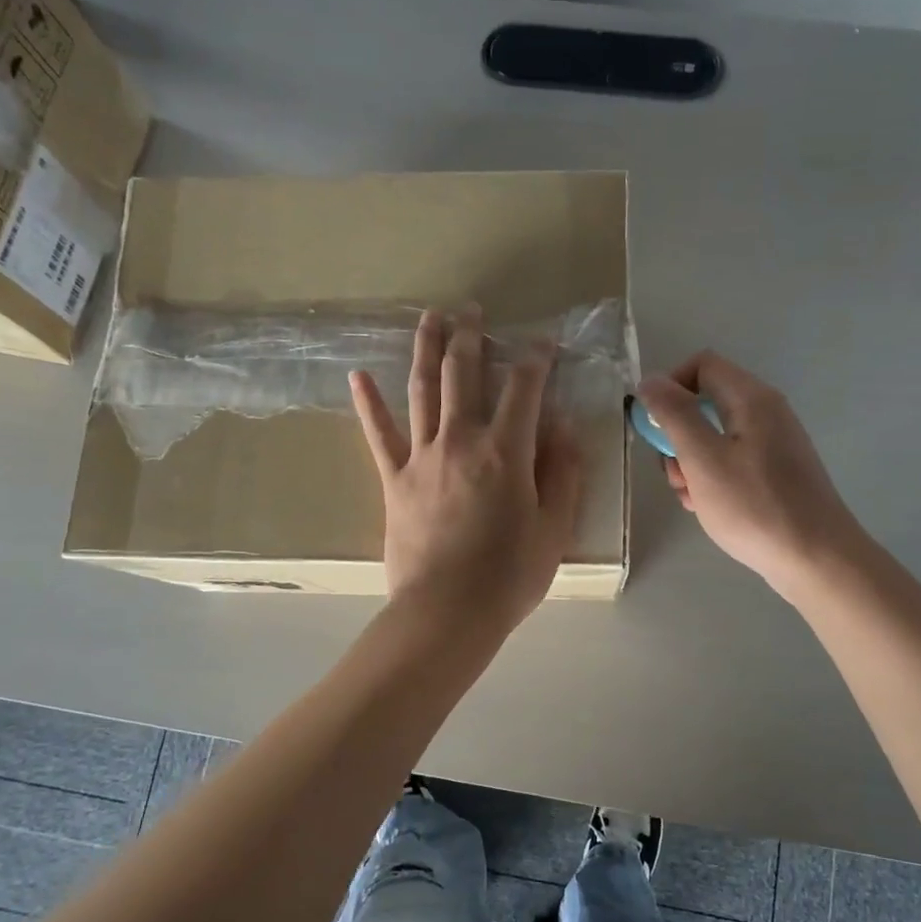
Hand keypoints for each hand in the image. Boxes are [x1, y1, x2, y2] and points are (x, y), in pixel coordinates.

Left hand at [351, 305, 582, 631]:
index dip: (536, 358)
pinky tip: (358, 376)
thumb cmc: (509, 576)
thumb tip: (562, 427)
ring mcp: (421, 457)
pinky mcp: (394, 480)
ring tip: (429, 317)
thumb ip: (562, 472)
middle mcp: (461, 440)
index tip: (544, 342)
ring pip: (422, 389)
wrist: (446, 613)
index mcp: (505, 451)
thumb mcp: (553, 528)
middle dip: (471, 335)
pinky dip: (368, 404)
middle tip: (472, 309)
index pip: (524, 387)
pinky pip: (379, 435)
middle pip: (464, 373)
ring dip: (427, 349)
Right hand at [635, 351, 861, 599]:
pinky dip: (712, 478)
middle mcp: (766, 412)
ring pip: (715, 436)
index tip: (656, 427)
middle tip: (675, 474)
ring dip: (691, 462)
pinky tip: (708, 507)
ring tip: (691, 498)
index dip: (670, 387)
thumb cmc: (754, 506)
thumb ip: (675, 414)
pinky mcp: (776, 471)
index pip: (702, 365)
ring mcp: (774, 443)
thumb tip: (650, 380)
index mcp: (752, 399)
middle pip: (706, 402)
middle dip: (678, 435)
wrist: (816, 559)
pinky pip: (732, 460)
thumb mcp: (703, 458)